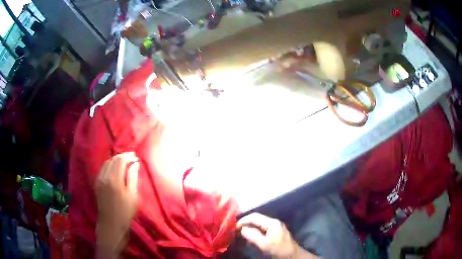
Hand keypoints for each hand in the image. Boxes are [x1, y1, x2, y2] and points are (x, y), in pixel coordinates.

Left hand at [95, 152, 138, 257]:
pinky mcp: (97, 183)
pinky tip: (114, 168)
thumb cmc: (125, 212)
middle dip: (122, 156)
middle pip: (112, 159)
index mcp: (115, 179)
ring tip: (123, 161)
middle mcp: (105, 176)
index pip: (120, 160)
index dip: (128, 156)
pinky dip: (109, 165)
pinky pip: (102, 169)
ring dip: (115, 159)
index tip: (135, 156)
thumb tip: (135, 163)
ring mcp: (99, 179)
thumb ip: (133, 178)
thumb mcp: (133, 196)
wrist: (111, 224)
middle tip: (130, 157)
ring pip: (106, 163)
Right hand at [237, 213, 315, 258]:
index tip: (234, 227)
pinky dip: (255, 233)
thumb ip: (253, 236)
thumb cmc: (279, 250)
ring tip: (241, 235)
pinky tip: (251, 239)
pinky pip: (263, 230)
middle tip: (236, 231)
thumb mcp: (264, 244)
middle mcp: (274, 222)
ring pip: (259, 225)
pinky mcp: (276, 233)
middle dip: (246, 224)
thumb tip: (242, 229)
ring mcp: (275, 227)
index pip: (255, 217)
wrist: (293, 256)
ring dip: (250, 229)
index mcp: (272, 223)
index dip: (243, 220)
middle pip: (257, 220)